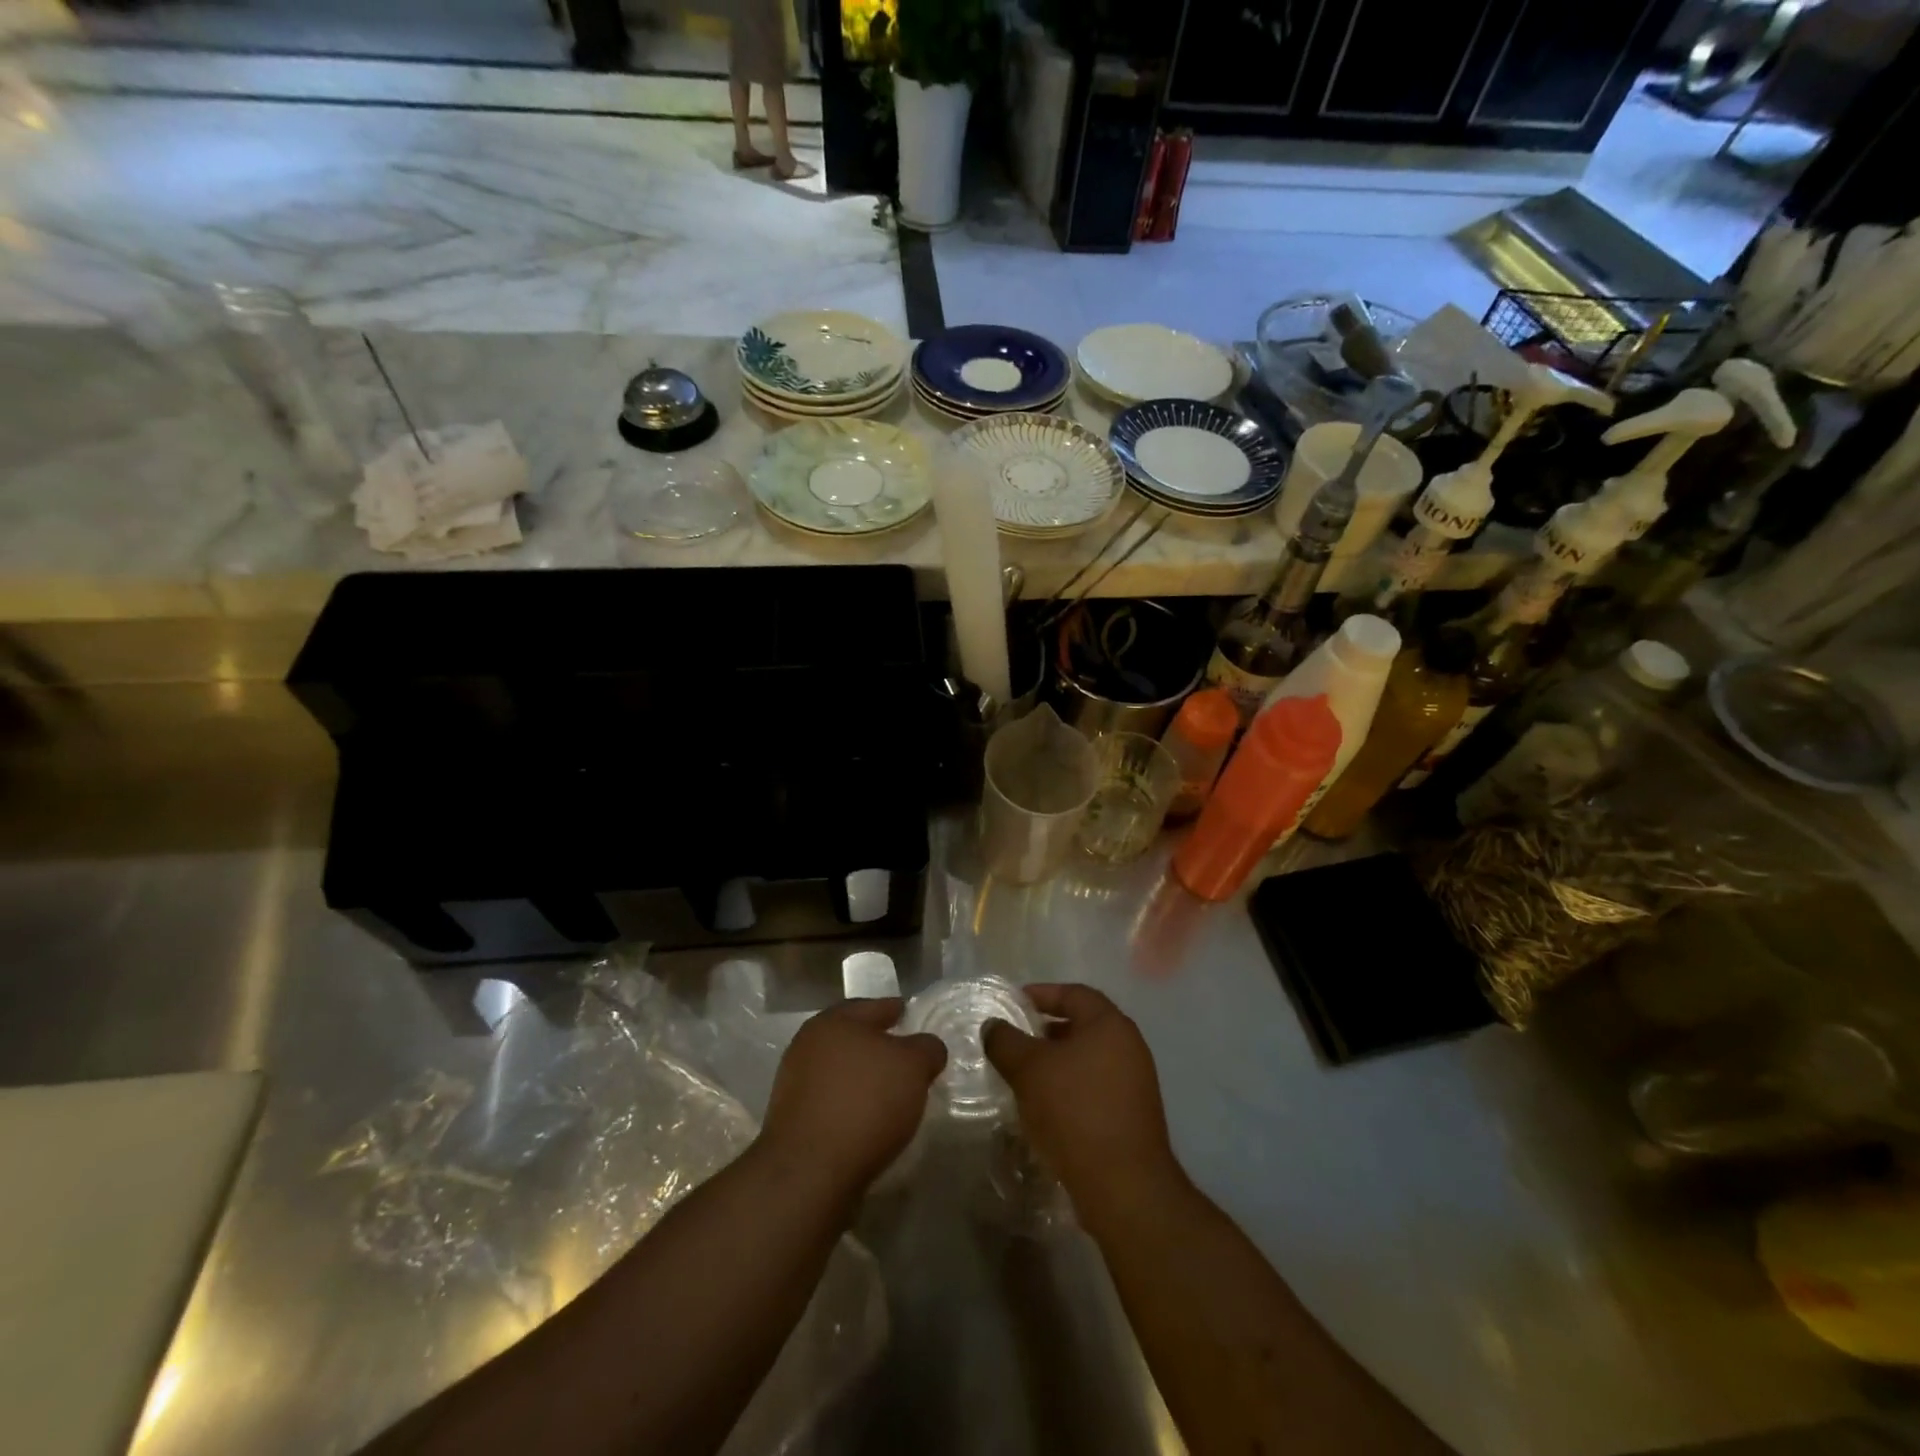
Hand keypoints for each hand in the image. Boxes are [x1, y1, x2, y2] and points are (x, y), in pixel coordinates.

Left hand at [759, 998, 946, 1198]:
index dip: (896, 1010)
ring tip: (893, 1095)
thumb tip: (927, 1048)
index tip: (912, 1017)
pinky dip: (851, 1106)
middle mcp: (809, 1045)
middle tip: (907, 1059)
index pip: (873, 1006)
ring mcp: (796, 1084)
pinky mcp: (792, 1121)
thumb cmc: (865, 1103)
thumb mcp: (913, 1066)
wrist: (810, 1172)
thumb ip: (926, 1048)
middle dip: (879, 1046)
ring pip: (841, 1071)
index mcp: (834, 1021)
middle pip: (853, 1038)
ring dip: (863, 1078)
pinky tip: (870, 1122)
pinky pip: (832, 1102)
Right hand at [983, 984, 1183, 1217]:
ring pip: (1088, 1058)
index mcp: (1110, 1024)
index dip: (1042, 994)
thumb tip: (993, 1026)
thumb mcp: (1029, 1070)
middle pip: (1083, 1025)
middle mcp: (1129, 1046)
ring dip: (1057, 1062)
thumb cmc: (1075, 1111)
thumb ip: (1006, 1041)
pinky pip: (1096, 1086)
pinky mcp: (1133, 1115)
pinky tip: (1046, 1106)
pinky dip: (1070, 1086)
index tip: (1013, 1004)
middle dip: (1047, 1030)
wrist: (1123, 1186)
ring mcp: (1135, 1082)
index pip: (1074, 993)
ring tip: (1024, 1075)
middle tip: (1015, 1039)